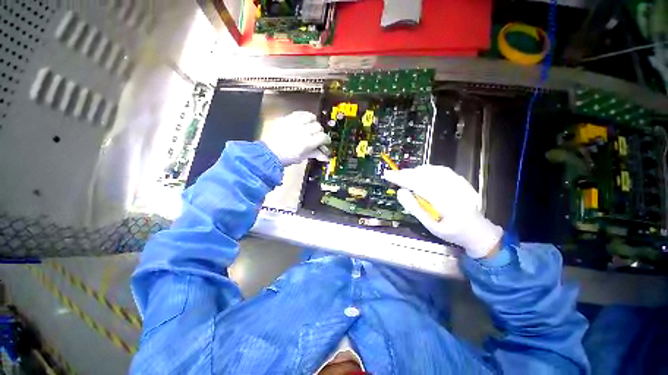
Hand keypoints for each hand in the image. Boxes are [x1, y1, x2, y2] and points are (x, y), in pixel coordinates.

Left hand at [261, 111, 330, 166]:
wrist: (270, 152)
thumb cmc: (287, 157)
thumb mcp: (302, 157)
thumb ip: (315, 154)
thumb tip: (325, 157)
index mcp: (307, 142)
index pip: (323, 137)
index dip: (326, 140)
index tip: (325, 142)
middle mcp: (303, 131)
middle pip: (318, 127)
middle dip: (319, 132)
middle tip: (317, 136)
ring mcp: (295, 123)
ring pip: (311, 117)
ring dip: (313, 122)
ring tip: (311, 127)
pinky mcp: (288, 118)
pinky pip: (300, 113)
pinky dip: (305, 115)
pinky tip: (304, 120)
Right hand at [383, 165, 502, 258]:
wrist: (478, 231)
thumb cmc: (452, 232)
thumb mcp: (431, 226)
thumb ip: (415, 208)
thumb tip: (401, 192)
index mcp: (446, 204)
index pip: (418, 186)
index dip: (401, 179)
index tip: (388, 175)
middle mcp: (454, 190)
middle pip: (425, 176)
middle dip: (406, 174)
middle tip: (393, 174)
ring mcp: (459, 183)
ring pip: (432, 170)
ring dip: (415, 171)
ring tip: (404, 175)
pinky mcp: (461, 180)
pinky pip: (441, 170)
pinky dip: (427, 170)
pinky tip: (420, 173)